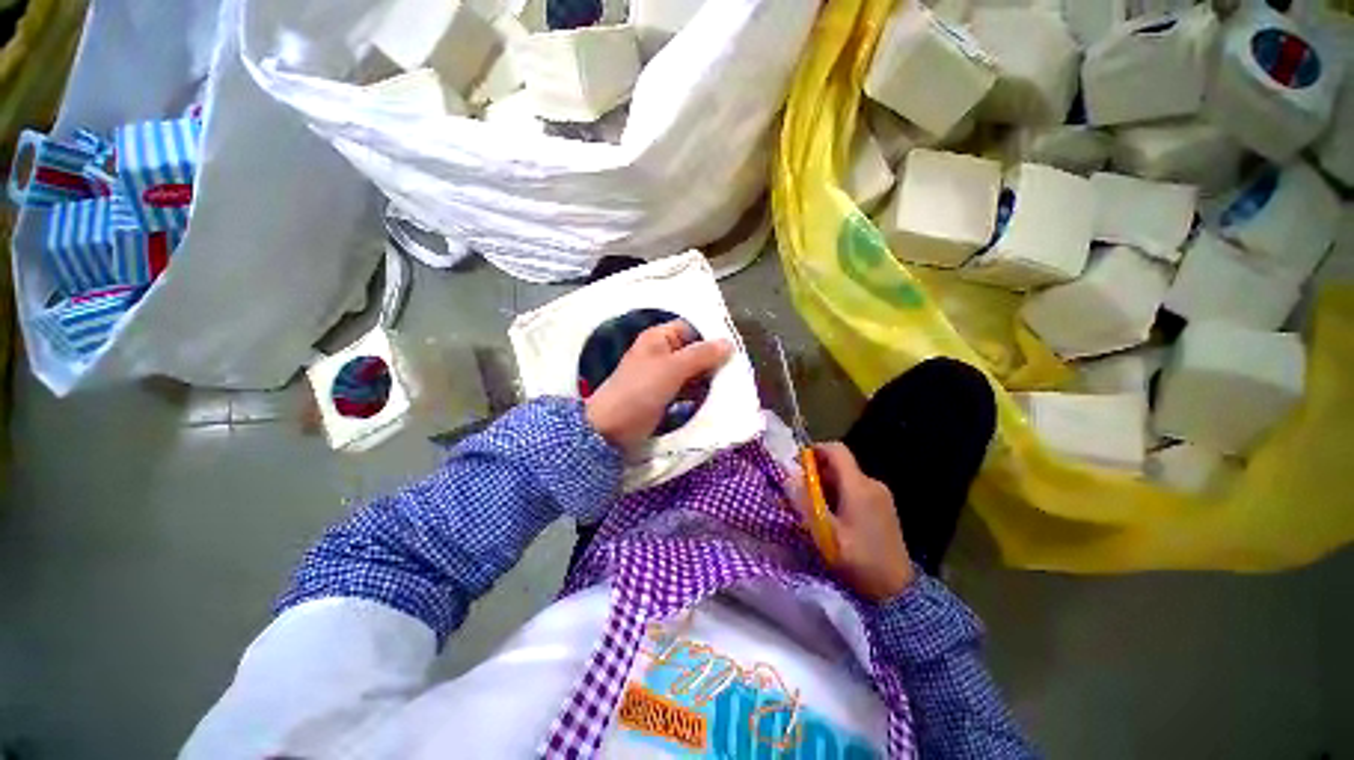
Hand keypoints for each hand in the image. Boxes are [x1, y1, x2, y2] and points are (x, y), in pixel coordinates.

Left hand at [584, 320, 732, 449]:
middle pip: (694, 351)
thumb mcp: (673, 369)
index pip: (691, 329)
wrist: (611, 428)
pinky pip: (687, 388)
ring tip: (728, 386)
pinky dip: (699, 392)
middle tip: (733, 372)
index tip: (732, 351)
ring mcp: (662, 375)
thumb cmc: (640, 391)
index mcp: (659, 338)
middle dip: (712, 361)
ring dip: (708, 378)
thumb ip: (701, 355)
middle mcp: (661, 352)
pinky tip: (713, 399)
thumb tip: (728, 343)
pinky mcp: (664, 395)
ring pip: (692, 371)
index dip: (710, 337)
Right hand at [793, 442, 914, 600]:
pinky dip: (840, 494)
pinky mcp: (884, 506)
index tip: (798, 466)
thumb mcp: (827, 535)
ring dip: (827, 486)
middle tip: (800, 493)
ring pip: (847, 477)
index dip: (814, 451)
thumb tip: (788, 477)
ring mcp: (881, 494)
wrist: (897, 592)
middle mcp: (872, 483)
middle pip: (839, 464)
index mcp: (858, 486)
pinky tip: (834, 517)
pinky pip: (856, 489)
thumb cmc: (860, 561)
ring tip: (815, 509)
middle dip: (817, 473)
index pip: (836, 450)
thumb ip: (806, 504)